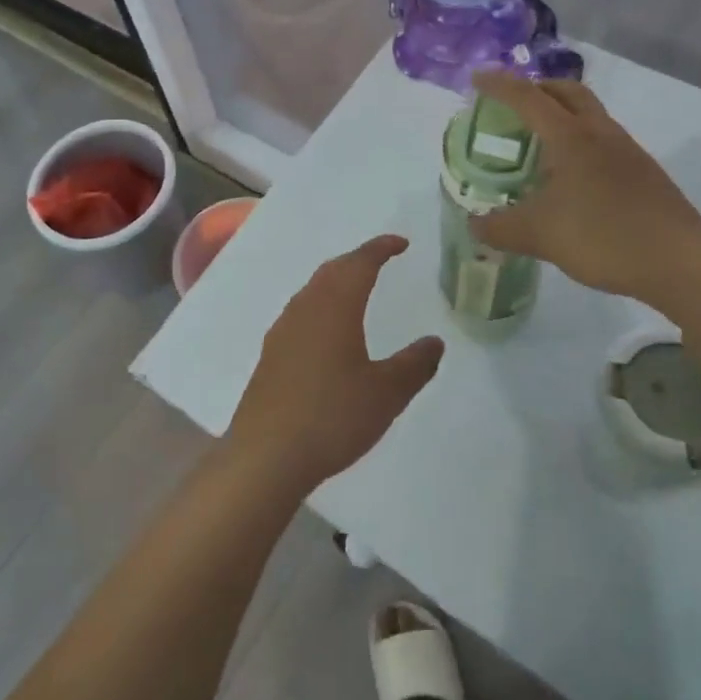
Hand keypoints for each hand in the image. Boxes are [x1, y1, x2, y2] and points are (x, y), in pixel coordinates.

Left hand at [225, 235, 443, 494]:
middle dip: (358, 260)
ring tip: (357, 289)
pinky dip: (321, 305)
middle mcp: (306, 308)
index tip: (401, 243)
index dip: (381, 249)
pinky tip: (326, 330)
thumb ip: (414, 365)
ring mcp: (283, 331)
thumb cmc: (332, 416)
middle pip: (333, 270)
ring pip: (313, 290)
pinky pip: (301, 313)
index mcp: (335, 307)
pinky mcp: (271, 355)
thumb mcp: (386, 394)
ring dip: (337, 281)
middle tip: (381, 260)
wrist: (266, 456)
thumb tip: (435, 342)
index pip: (360, 263)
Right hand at [469, 71, 700, 302]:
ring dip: (562, 115)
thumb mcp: (539, 235)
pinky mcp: (644, 171)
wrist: (680, 261)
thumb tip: (474, 225)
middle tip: (512, 105)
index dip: (499, 85)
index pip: (528, 98)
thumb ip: (500, 228)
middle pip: (568, 92)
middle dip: (537, 89)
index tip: (477, 79)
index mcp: (572, 137)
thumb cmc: (604, 237)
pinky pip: (603, 140)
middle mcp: (600, 133)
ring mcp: (627, 150)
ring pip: (590, 115)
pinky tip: (572, 177)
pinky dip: (580, 142)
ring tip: (539, 144)